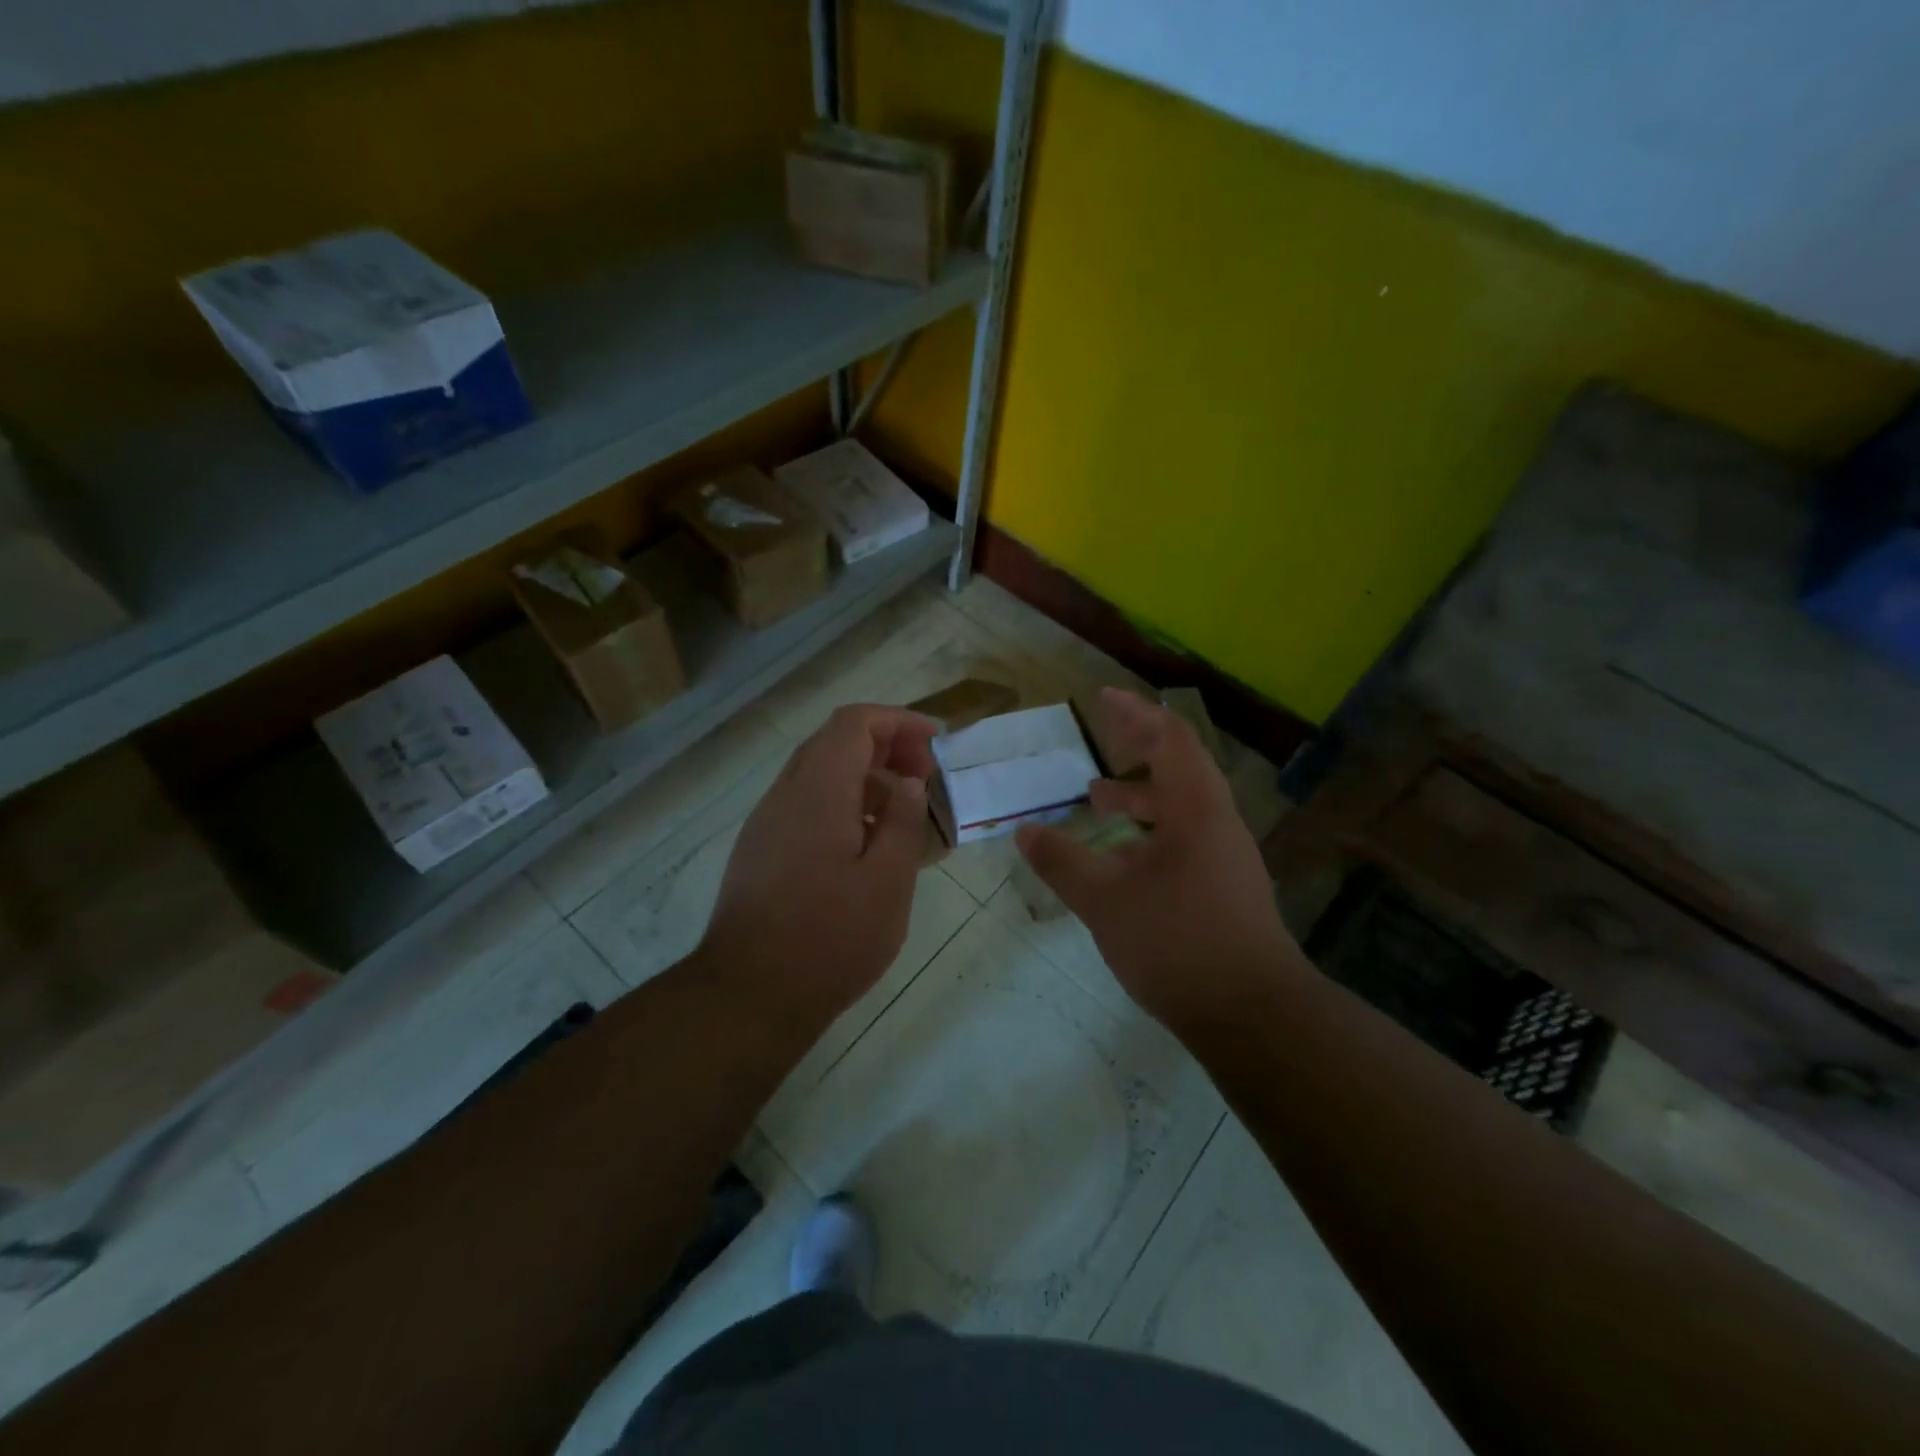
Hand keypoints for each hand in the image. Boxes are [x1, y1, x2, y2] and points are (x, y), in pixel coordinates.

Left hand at [701, 704, 935, 1021]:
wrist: (750, 994)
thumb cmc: (831, 938)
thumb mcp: (888, 881)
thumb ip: (904, 821)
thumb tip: (908, 781)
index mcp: (819, 790)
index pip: (854, 723)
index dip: (898, 721)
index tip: (935, 744)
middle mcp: (786, 793)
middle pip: (834, 742)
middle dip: (885, 746)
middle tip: (924, 777)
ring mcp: (767, 821)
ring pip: (819, 773)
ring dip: (864, 777)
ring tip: (904, 813)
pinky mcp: (760, 849)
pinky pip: (805, 805)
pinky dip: (842, 804)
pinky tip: (867, 846)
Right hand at [1016, 688, 1304, 1033]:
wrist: (1253, 1015)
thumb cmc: (1178, 943)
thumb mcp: (1106, 901)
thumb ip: (1062, 862)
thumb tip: (1023, 831)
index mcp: (1196, 810)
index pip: (1169, 740)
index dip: (1135, 714)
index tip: (1102, 698)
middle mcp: (1217, 824)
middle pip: (1180, 767)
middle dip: (1138, 748)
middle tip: (1102, 736)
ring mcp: (1226, 858)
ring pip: (1181, 808)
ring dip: (1140, 796)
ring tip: (1097, 797)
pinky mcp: (1225, 888)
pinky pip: (1184, 839)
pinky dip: (1149, 833)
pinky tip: (1120, 859)